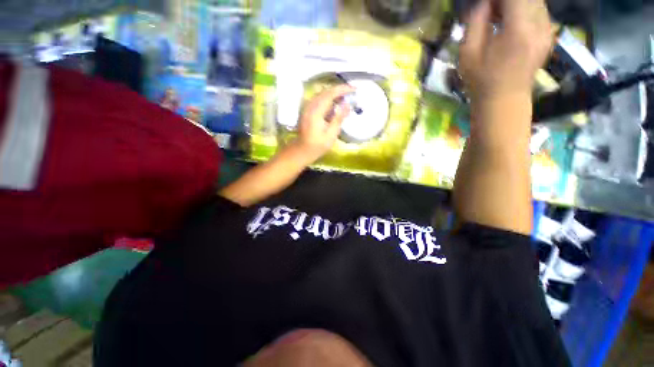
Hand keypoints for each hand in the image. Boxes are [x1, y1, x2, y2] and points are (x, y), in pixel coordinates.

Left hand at [294, 85, 354, 162]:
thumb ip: (339, 117)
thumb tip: (347, 104)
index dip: (342, 89)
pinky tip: (336, 100)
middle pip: (326, 91)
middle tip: (352, 90)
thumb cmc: (318, 145)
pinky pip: (319, 98)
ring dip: (334, 92)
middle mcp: (311, 105)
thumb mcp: (331, 133)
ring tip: (346, 94)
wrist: (302, 149)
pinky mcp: (307, 109)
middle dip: (340, 89)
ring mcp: (308, 106)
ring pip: (322, 93)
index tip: (354, 89)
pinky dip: (329, 96)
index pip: (330, 94)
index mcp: (316, 111)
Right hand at [459, 0, 552, 101]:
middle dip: (509, 1)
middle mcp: (538, 32)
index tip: (489, 3)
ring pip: (538, 3)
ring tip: (502, 11)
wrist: (506, 105)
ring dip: (519, 3)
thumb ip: (477, 16)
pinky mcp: (546, 41)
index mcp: (518, 31)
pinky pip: (542, 13)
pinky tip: (514, 14)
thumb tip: (487, 1)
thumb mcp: (469, 47)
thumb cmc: (483, 80)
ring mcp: (545, 38)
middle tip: (493, 8)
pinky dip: (528, 7)